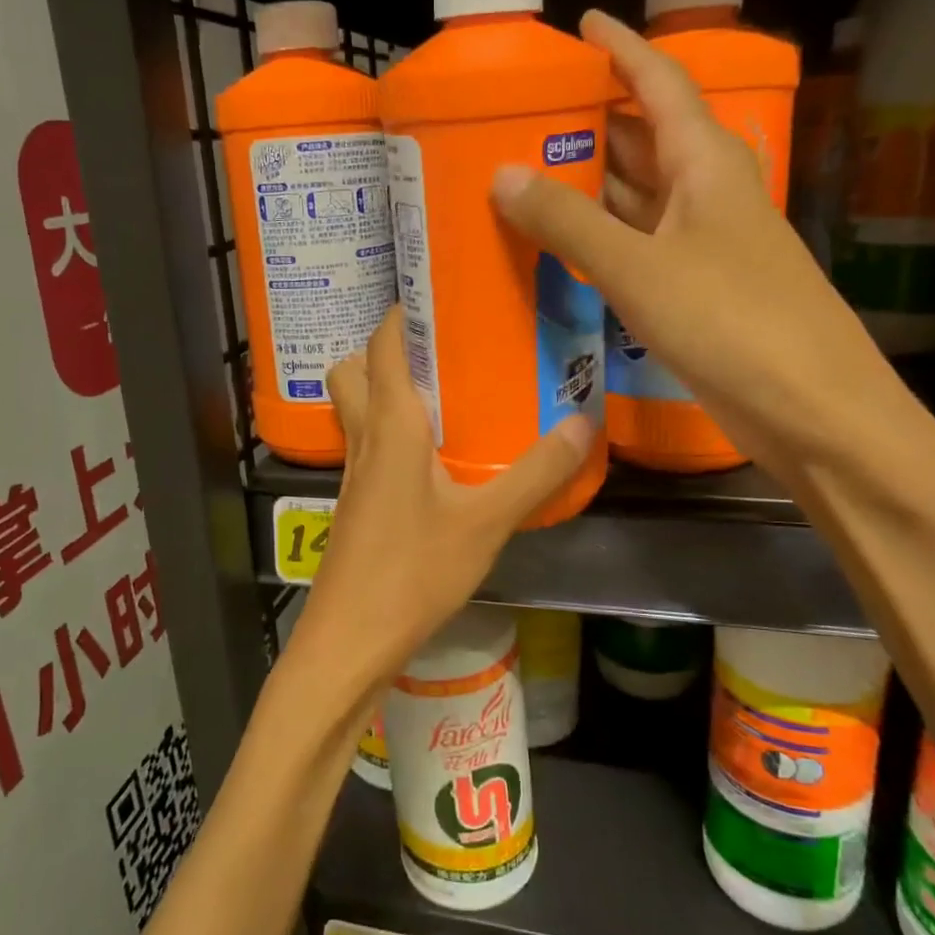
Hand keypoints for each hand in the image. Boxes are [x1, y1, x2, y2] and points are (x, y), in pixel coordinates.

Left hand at [286, 307, 591, 713]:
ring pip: (353, 410)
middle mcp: (363, 439)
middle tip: (439, 351)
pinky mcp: (352, 505)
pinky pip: (364, 447)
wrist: (350, 640)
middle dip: (385, 350)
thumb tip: (584, 423)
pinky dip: (387, 434)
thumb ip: (536, 472)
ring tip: (440, 397)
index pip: (382, 345)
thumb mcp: (486, 521)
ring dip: (382, 391)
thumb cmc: (413, 572)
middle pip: (353, 371)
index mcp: (390, 426)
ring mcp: (351, 475)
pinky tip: (430, 460)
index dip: (402, 312)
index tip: (439, 295)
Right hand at [490, 9, 892, 473]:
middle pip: (643, 139)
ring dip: (588, 185)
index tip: (579, 26)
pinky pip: (636, 248)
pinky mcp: (694, 291)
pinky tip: (559, 245)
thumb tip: (502, 174)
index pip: (660, 84)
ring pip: (637, 198)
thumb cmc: (732, 321)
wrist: (812, 409)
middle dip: (589, 122)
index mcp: (707, 164)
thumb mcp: (640, 267)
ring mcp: (702, 245)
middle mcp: (706, 194)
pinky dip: (598, 240)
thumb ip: (569, 221)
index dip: (621, 50)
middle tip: (521, 115)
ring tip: (523, 172)